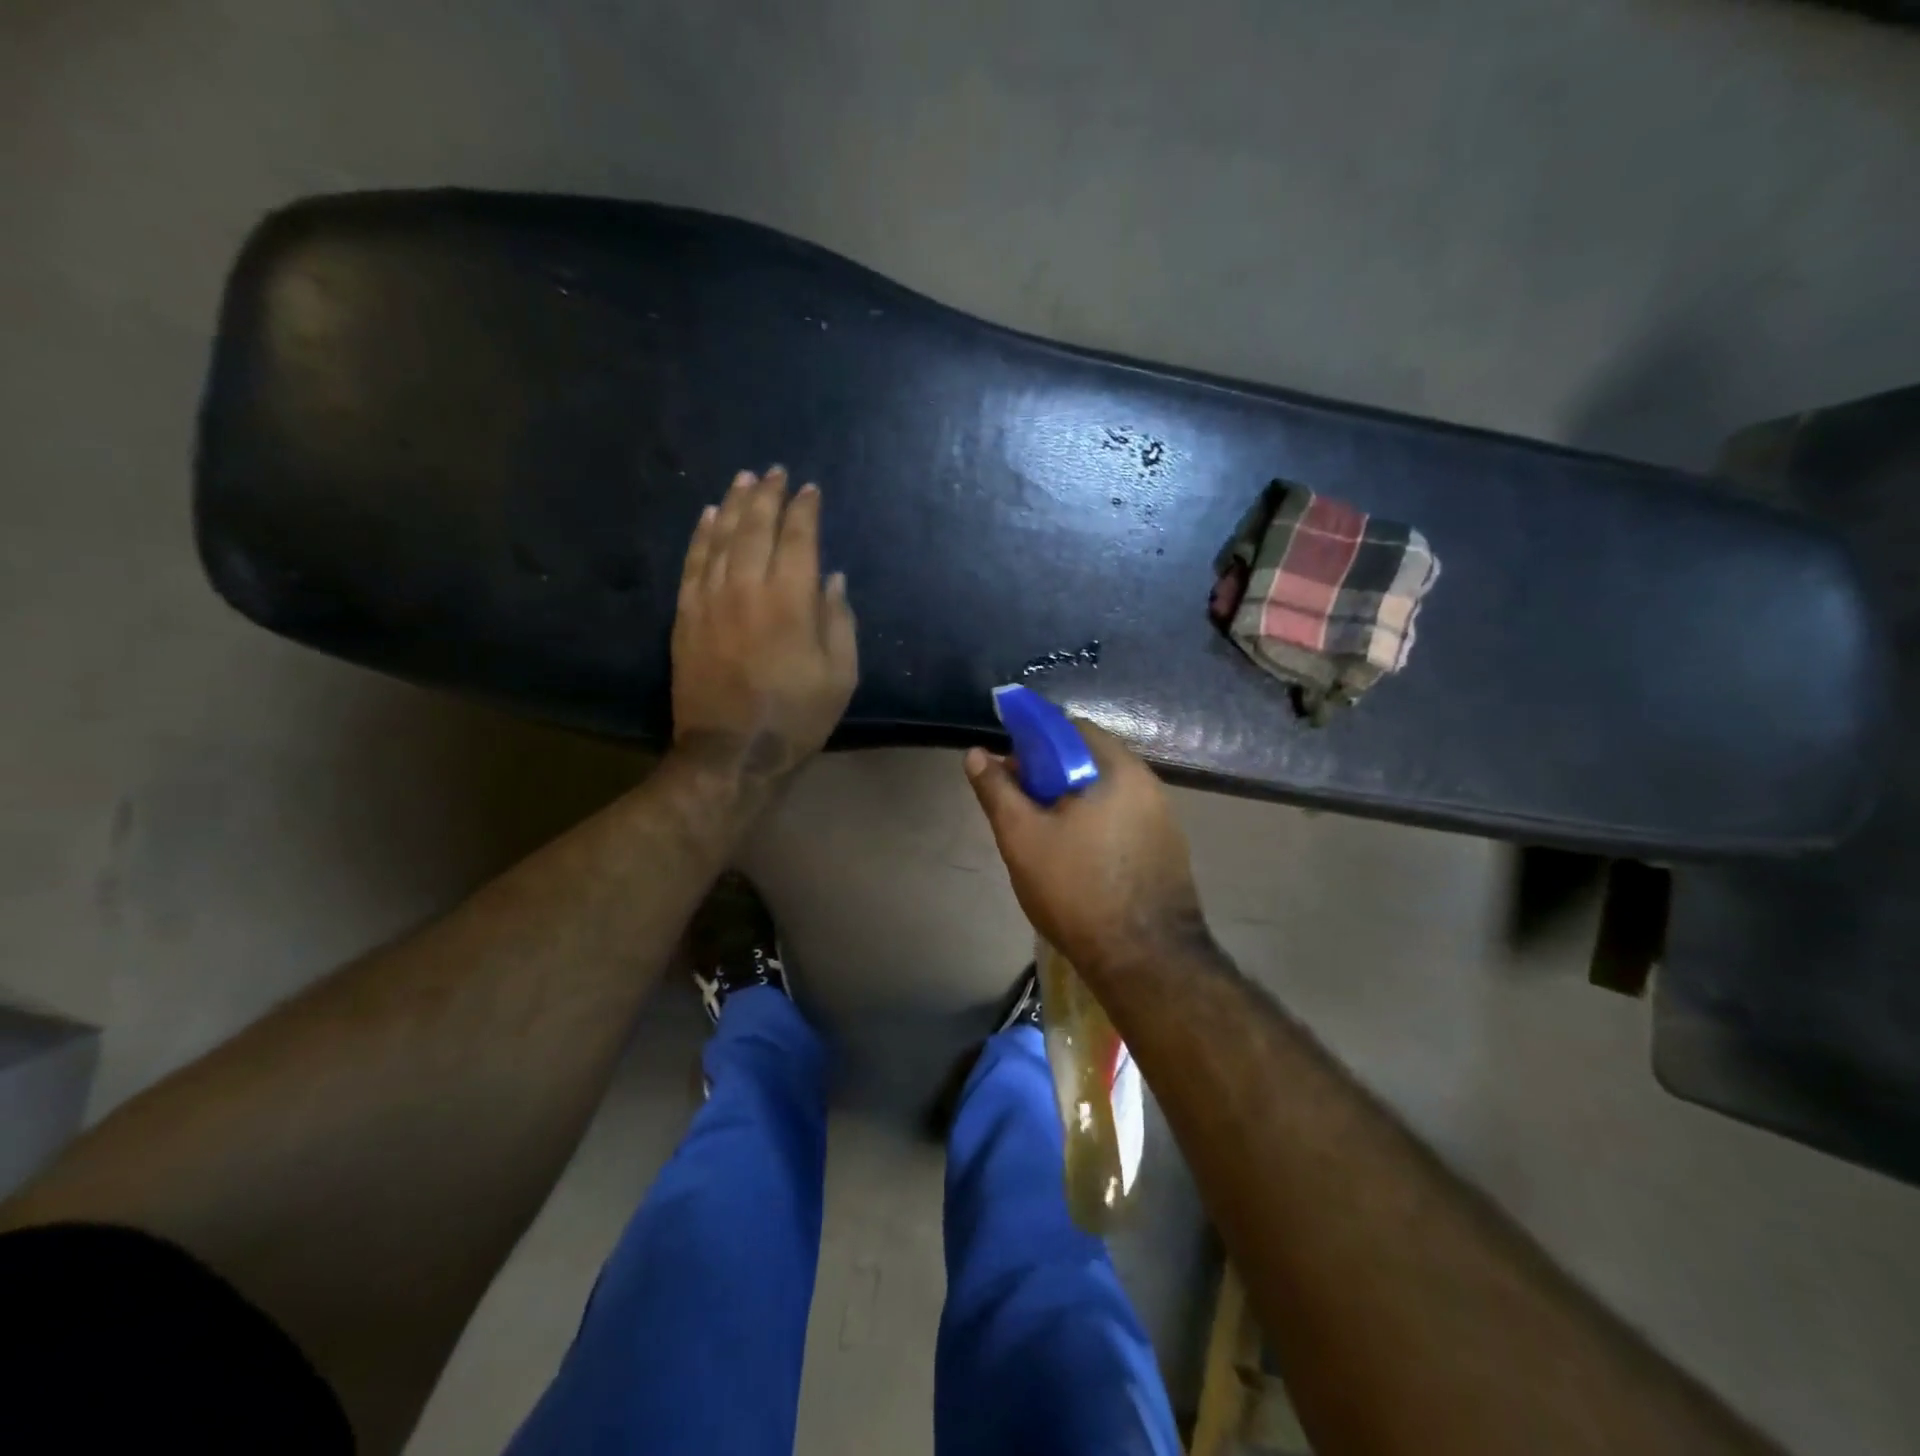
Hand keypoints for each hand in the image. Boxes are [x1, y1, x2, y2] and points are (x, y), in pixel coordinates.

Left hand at [671, 466, 857, 781]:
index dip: (805, 510)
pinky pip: (692, 562)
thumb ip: (839, 620)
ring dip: (733, 504)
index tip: (810, 489)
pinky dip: (701, 534)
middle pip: (755, 527)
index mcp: (791, 600)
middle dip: (767, 495)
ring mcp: (710, 599)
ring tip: (743, 480)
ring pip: (720, 537)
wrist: (731, 751)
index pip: (798, 538)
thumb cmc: (797, 716)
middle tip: (774, 471)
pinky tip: (707, 515)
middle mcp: (747, 587)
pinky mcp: (685, 615)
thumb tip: (832, 579)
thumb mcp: (840, 675)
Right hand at [964, 723, 1207, 977]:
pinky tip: (1078, 856)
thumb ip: (998, 791)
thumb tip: (976, 754)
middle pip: (1089, 759)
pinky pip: (1124, 816)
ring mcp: (1163, 817)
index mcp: (1117, 769)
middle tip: (1021, 806)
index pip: (1070, 728)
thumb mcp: (1022, 838)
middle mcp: (1147, 783)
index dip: (1033, 740)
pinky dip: (1096, 821)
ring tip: (1044, 835)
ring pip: (1106, 790)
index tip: (1009, 768)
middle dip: (1050, 774)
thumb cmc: (1077, 890)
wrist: (1145, 960)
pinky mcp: (1168, 848)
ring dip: (1072, 799)